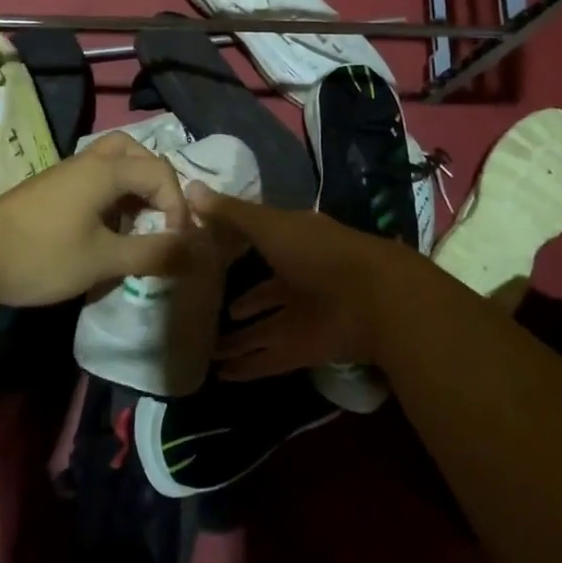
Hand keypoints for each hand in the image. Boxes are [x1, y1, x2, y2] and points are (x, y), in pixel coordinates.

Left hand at [0, 131, 207, 308]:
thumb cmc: (42, 255)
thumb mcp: (103, 260)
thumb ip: (151, 253)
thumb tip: (193, 250)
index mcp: (105, 170)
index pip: (160, 171)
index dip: (177, 205)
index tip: (174, 242)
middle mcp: (87, 161)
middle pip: (134, 151)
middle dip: (156, 181)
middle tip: (159, 215)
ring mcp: (65, 173)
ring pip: (111, 162)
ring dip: (132, 186)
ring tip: (136, 223)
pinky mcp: (50, 188)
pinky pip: (93, 178)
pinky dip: (110, 194)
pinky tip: (105, 229)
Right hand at [191, 187, 422, 379]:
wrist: (372, 300)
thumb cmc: (317, 252)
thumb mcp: (269, 225)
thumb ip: (230, 213)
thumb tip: (189, 188)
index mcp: (293, 242)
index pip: (259, 243)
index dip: (234, 247)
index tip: (204, 254)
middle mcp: (298, 279)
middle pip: (263, 293)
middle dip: (239, 302)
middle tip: (202, 309)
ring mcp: (303, 317)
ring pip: (263, 329)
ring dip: (238, 339)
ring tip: (206, 348)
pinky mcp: (305, 350)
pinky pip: (270, 358)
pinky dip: (248, 367)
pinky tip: (221, 375)